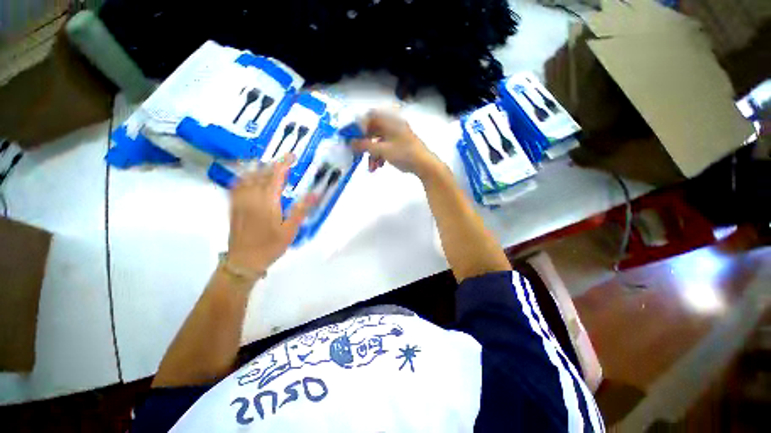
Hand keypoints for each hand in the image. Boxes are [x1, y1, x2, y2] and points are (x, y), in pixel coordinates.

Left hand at [227, 155, 315, 272]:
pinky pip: (237, 185)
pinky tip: (250, 178)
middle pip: (261, 173)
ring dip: (259, 168)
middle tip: (285, 163)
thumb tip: (315, 193)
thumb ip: (302, 209)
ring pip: (248, 177)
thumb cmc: (271, 245)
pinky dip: (245, 177)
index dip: (284, 163)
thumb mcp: (291, 229)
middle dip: (274, 164)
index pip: (276, 175)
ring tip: (270, 167)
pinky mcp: (233, 206)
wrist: (244, 261)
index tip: (292, 155)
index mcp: (267, 201)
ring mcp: (239, 200)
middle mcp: (251, 196)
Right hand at [352, 110, 440, 176]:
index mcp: (390, 122)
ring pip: (379, 142)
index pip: (371, 116)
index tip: (351, 136)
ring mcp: (397, 136)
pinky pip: (385, 148)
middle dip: (365, 145)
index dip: (359, 125)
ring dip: (372, 154)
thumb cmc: (404, 154)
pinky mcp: (400, 146)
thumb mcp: (383, 150)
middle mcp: (393, 126)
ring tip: (371, 168)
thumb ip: (365, 145)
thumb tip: (351, 142)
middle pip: (374, 131)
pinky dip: (380, 156)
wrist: (425, 165)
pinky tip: (379, 167)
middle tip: (358, 154)